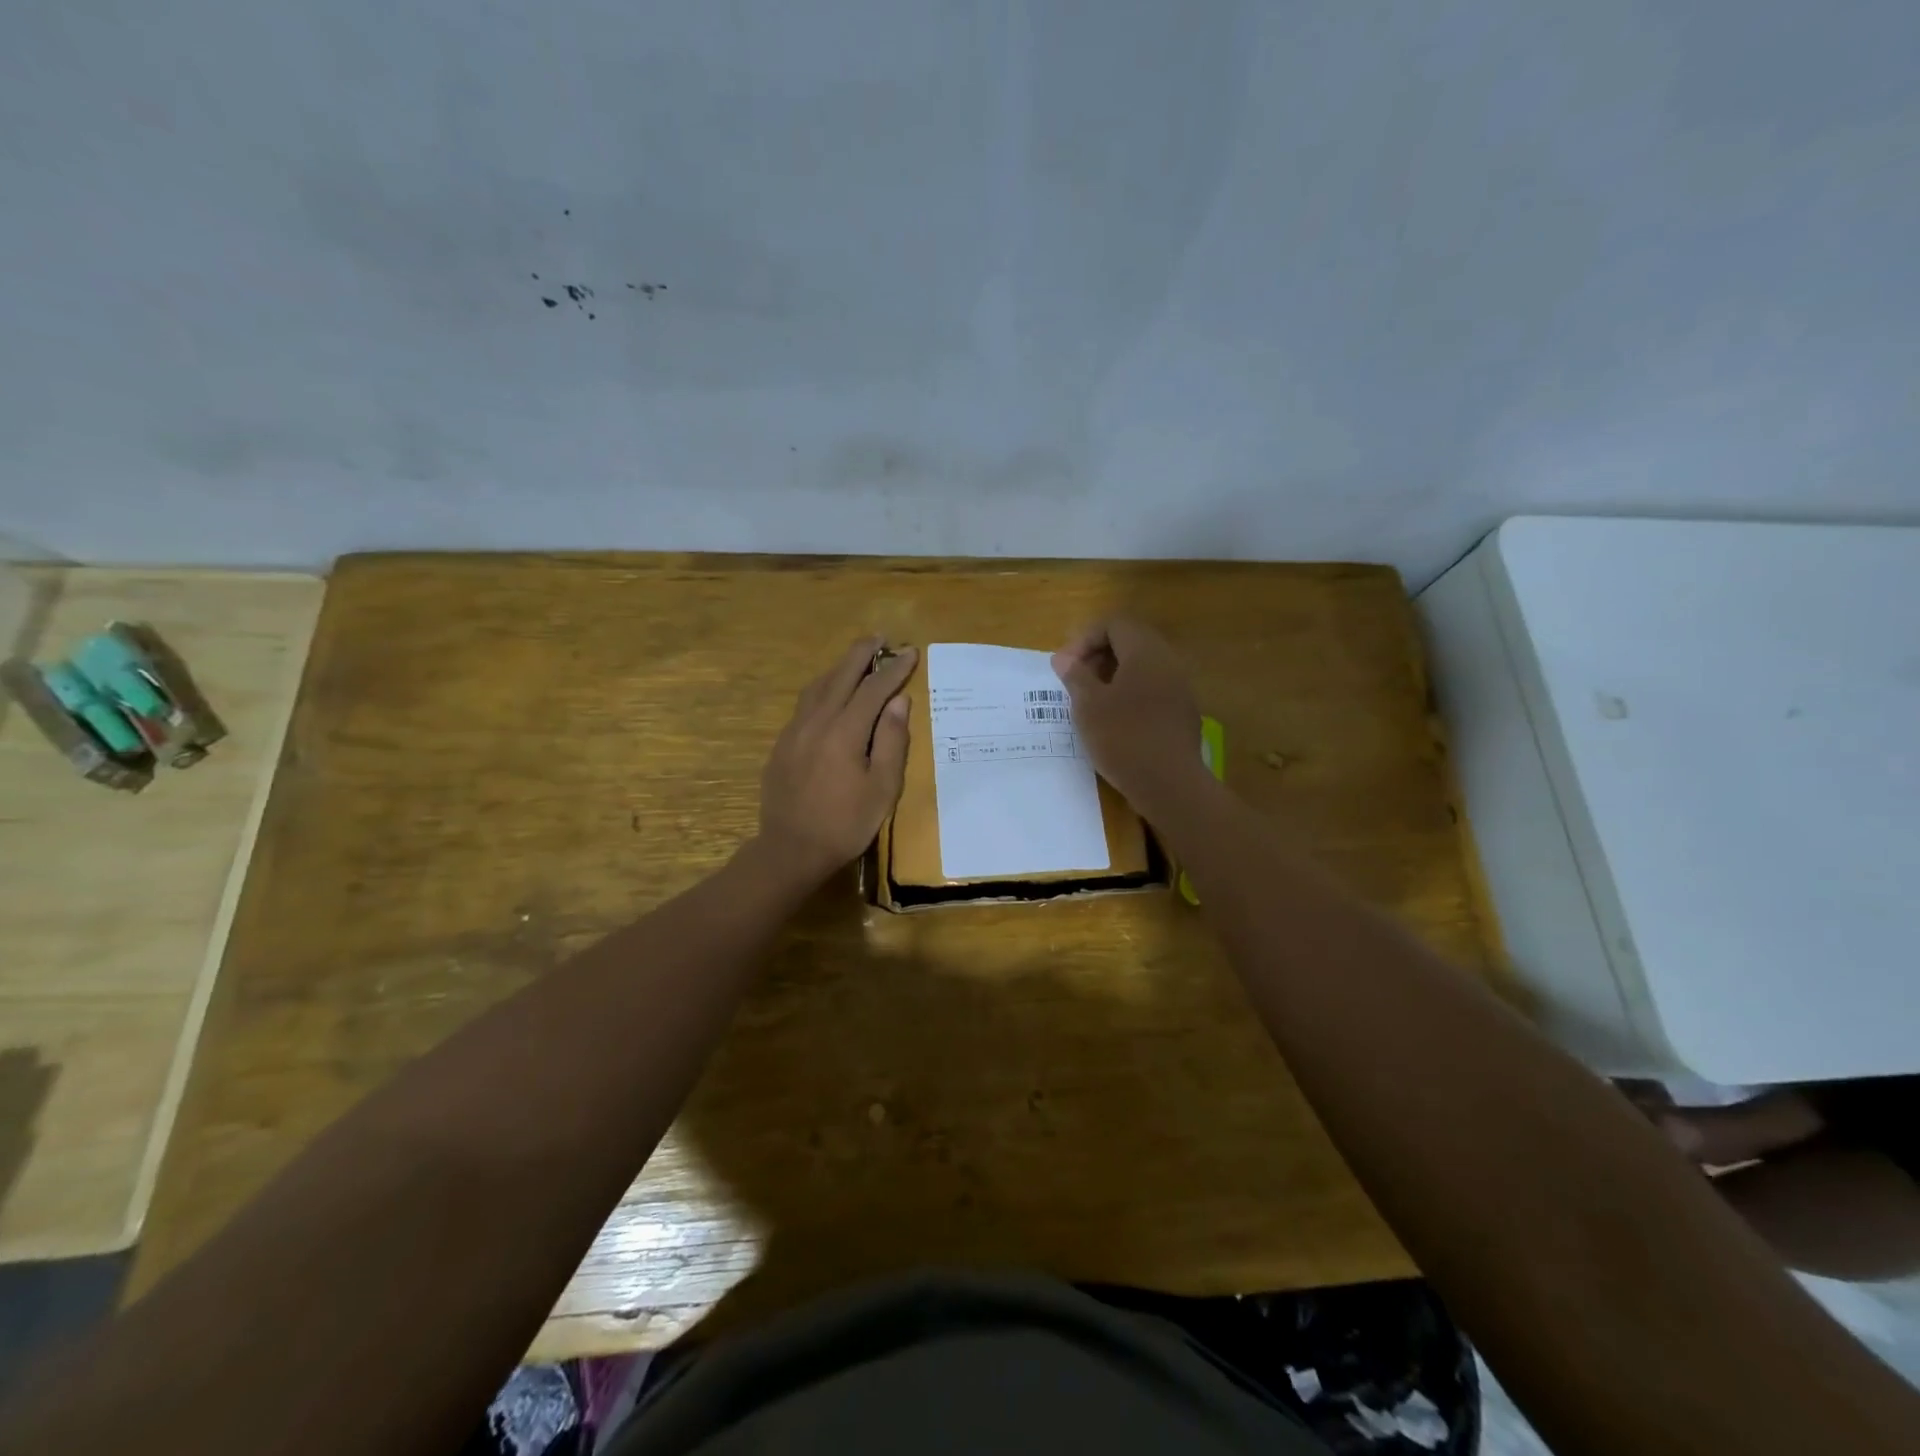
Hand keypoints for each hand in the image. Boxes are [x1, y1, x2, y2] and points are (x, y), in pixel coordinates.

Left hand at [756, 638, 915, 883]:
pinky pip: (805, 704)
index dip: (893, 669)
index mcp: (844, 732)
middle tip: (880, 637)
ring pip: (818, 687)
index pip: (874, 689)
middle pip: (841, 676)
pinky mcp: (782, 744)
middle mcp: (816, 722)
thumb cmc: (845, 824)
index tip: (910, 652)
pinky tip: (829, 694)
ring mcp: (794, 731)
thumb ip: (892, 741)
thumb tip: (899, 701)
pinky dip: (823, 688)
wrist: (790, 850)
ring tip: (856, 659)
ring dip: (839, 668)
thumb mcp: (882, 788)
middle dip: (862, 654)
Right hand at [1051, 619, 1201, 813]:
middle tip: (1075, 681)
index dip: (1084, 639)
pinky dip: (1130, 694)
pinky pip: (1153, 689)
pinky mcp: (1183, 712)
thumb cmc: (1123, 738)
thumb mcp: (1088, 706)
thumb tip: (1064, 658)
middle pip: (1130, 642)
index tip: (1065, 667)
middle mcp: (1168, 661)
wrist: (1170, 784)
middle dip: (1098, 656)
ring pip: (1142, 667)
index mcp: (1145, 652)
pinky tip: (1114, 721)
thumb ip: (1075, 676)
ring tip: (1091, 702)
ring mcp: (1180, 687)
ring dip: (1113, 676)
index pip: (1113, 624)